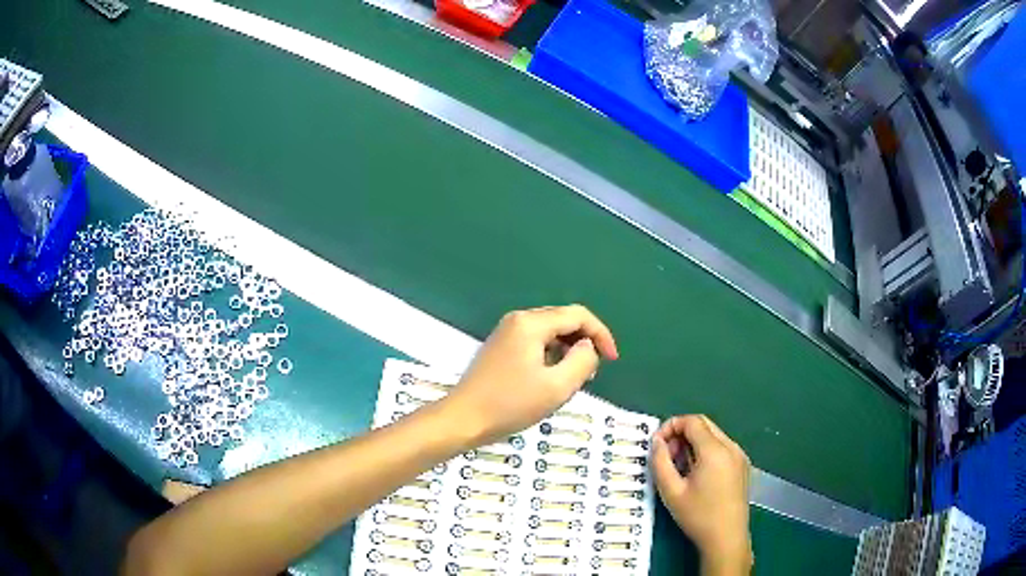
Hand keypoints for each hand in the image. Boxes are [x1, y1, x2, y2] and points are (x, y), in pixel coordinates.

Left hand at [446, 305, 617, 444]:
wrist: (462, 419)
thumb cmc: (510, 404)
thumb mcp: (557, 387)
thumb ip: (582, 361)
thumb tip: (587, 346)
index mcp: (531, 323)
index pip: (578, 315)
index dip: (601, 335)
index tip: (612, 360)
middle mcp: (518, 320)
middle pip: (563, 321)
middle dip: (584, 343)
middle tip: (590, 375)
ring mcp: (506, 333)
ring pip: (550, 333)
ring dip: (568, 351)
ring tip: (572, 381)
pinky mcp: (500, 348)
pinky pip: (535, 343)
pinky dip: (551, 357)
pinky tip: (551, 380)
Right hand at [652, 415, 751, 575]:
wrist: (726, 538)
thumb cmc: (697, 516)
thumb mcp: (671, 492)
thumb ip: (660, 462)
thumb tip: (656, 442)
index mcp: (715, 451)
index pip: (692, 421)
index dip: (671, 426)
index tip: (657, 444)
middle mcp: (731, 447)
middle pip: (704, 424)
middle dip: (681, 433)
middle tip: (666, 455)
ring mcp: (740, 456)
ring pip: (713, 435)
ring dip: (693, 442)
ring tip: (679, 466)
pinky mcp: (742, 466)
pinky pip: (722, 447)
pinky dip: (706, 451)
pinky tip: (696, 474)